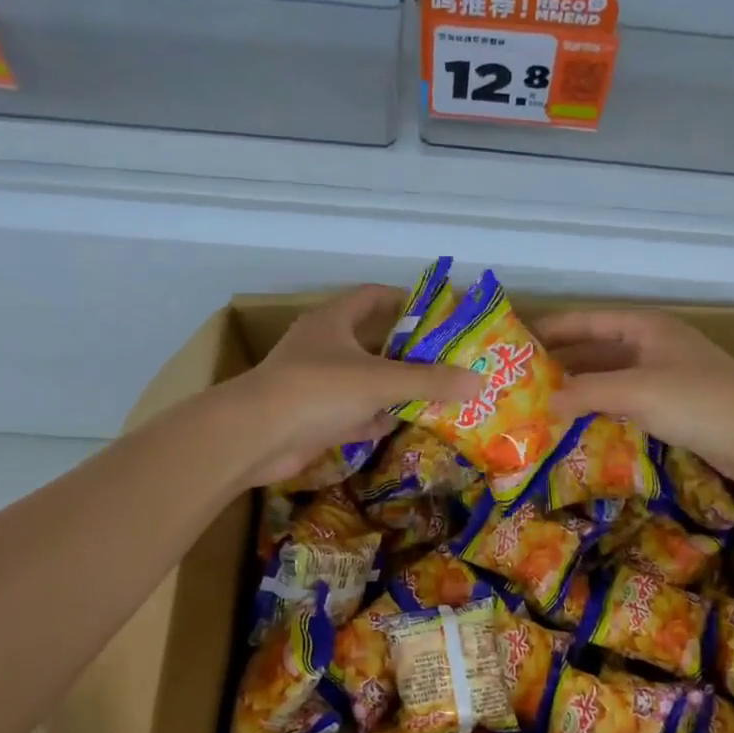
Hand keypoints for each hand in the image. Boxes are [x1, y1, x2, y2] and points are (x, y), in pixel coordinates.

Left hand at [230, 286, 480, 487]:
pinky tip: (400, 423)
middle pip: (373, 341)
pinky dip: (374, 417)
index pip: (373, 296)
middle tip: (447, 360)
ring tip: (435, 392)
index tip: (438, 315)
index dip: (405, 300)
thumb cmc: (318, 390)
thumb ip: (430, 381)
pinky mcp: (312, 417)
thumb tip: (478, 381)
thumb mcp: (380, 380)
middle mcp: (323, 346)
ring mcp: (315, 383)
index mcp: (334, 320)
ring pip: (364, 380)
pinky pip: (352, 412)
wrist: (255, 437)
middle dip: (408, 352)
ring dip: (393, 387)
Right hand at [535, 309, 733, 484]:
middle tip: (524, 379)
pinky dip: (603, 409)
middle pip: (599, 349)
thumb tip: (546, 402)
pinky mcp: (675, 406)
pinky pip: (627, 401)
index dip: (555, 328)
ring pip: (612, 378)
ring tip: (543, 403)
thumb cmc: (698, 400)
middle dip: (564, 362)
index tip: (520, 341)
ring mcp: (666, 376)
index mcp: (646, 328)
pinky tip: (581, 424)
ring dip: (582, 389)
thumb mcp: (636, 390)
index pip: (589, 321)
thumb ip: (587, 392)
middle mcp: (654, 346)